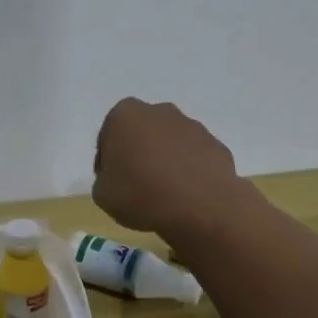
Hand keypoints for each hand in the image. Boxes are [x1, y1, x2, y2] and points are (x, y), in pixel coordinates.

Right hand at [92, 98, 241, 237]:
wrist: (201, 206)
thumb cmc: (141, 194)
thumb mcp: (102, 194)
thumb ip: (104, 179)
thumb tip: (119, 178)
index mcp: (125, 115)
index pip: (108, 137)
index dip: (107, 162)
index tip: (111, 183)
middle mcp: (159, 111)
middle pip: (141, 134)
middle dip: (138, 154)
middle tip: (136, 185)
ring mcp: (192, 126)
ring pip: (169, 143)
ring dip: (164, 161)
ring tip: (163, 194)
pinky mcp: (216, 144)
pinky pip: (194, 158)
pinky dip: (188, 171)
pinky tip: (186, 196)